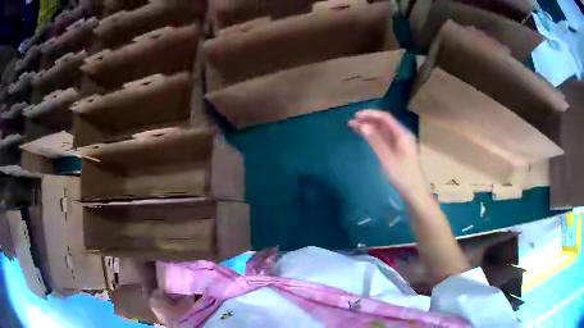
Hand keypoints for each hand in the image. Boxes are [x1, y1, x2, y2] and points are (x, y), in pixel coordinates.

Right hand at [349, 109, 429, 201]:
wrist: (414, 193)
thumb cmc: (403, 177)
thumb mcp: (387, 159)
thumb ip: (375, 142)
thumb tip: (363, 126)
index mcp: (403, 134)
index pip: (385, 118)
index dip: (370, 115)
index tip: (356, 116)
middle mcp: (401, 136)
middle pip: (383, 123)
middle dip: (368, 121)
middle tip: (351, 123)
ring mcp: (399, 143)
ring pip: (382, 131)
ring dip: (369, 128)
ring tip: (353, 128)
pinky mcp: (396, 151)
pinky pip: (383, 139)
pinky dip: (373, 136)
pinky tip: (363, 136)